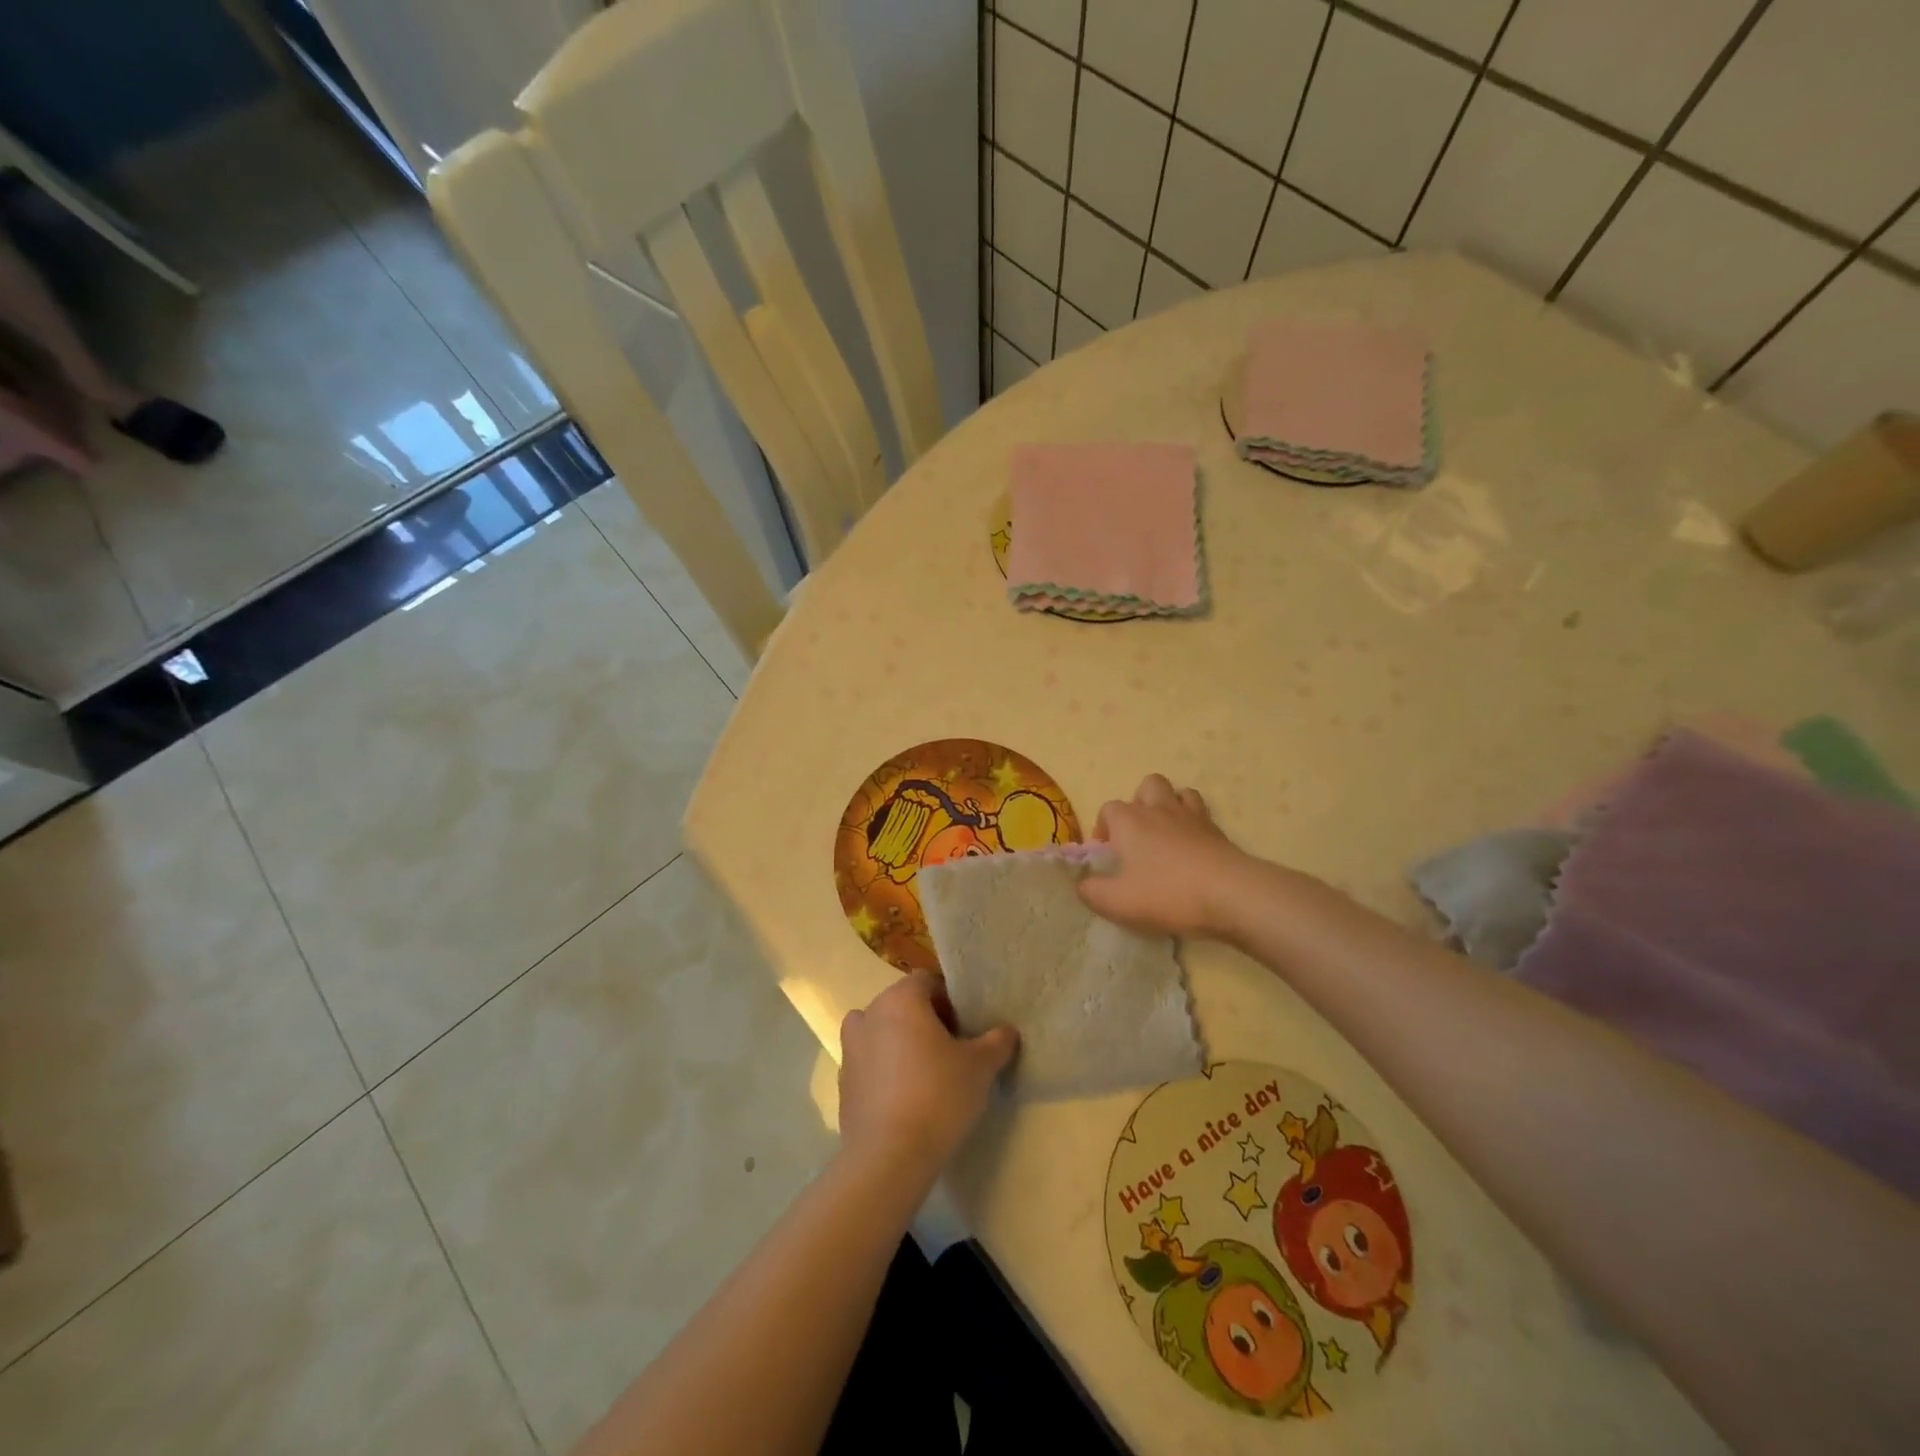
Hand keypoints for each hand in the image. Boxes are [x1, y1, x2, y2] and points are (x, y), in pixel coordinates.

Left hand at [837, 971, 1018, 1183]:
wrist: (887, 1158)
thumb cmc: (937, 1097)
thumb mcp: (980, 1067)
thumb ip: (996, 1042)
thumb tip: (1007, 1031)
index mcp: (900, 999)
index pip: (928, 981)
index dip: (950, 1000)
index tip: (966, 1027)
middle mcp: (869, 1014)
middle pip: (903, 1004)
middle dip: (927, 1020)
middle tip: (953, 1050)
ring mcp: (851, 1048)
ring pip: (883, 1032)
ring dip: (902, 1043)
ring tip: (927, 1073)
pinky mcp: (843, 1082)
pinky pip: (870, 1063)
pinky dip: (886, 1071)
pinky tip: (907, 1099)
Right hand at [1077, 773, 1251, 938]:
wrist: (1229, 894)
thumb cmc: (1166, 893)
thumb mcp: (1117, 902)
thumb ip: (1092, 892)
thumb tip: (1083, 884)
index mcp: (1129, 820)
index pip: (1108, 809)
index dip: (1103, 829)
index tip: (1108, 856)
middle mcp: (1158, 809)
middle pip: (1147, 786)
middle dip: (1139, 804)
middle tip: (1138, 837)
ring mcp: (1191, 816)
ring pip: (1178, 792)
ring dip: (1169, 806)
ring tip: (1166, 835)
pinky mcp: (1217, 830)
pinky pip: (1201, 813)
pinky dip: (1194, 823)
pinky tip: (1192, 846)